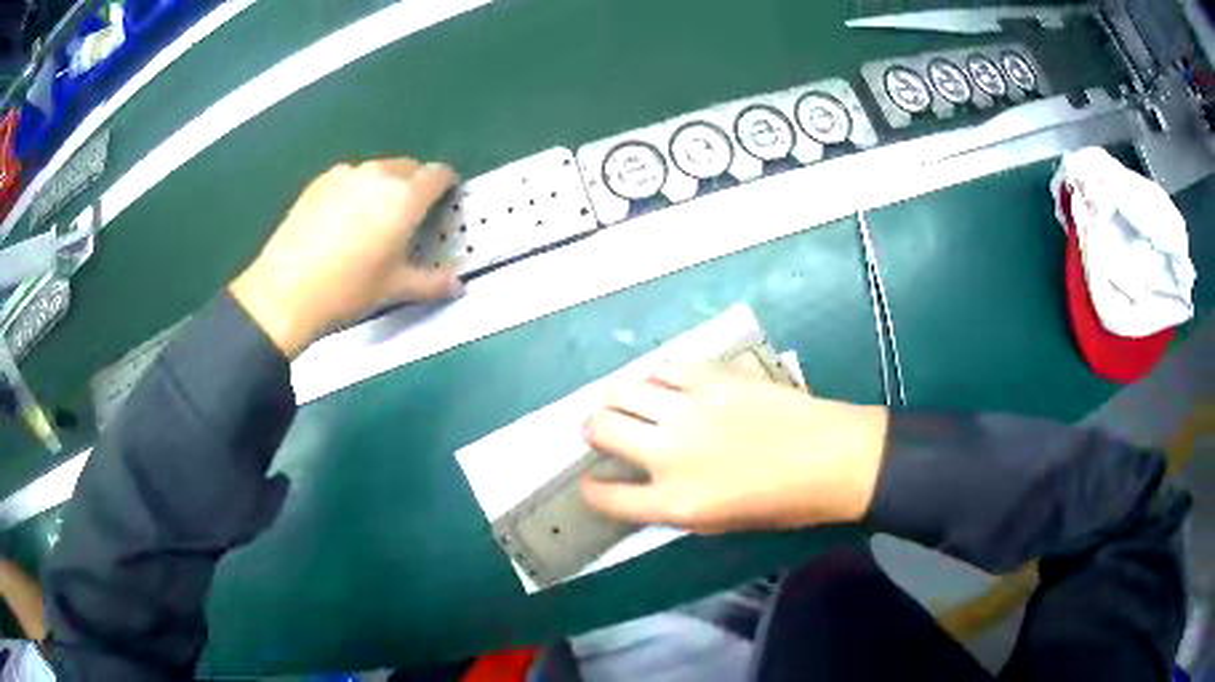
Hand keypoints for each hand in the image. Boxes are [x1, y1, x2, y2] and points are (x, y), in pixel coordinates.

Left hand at [230, 158, 462, 356]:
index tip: (444, 202)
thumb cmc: (348, 290)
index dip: (446, 185)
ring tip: (372, 218)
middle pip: (408, 167)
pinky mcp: (319, 181)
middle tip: (408, 217)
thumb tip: (458, 287)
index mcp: (405, 197)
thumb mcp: (394, 289)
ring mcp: (346, 174)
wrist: (285, 292)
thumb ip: (432, 283)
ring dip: (385, 185)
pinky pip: (350, 177)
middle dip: (415, 185)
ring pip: (377, 170)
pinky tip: (342, 219)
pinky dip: (356, 189)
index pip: (438, 174)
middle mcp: (379, 175)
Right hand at [581, 365, 888, 533]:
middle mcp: (670, 453)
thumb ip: (672, 505)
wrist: (830, 458)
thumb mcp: (719, 524)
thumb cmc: (782, 504)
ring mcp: (689, 410)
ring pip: (622, 391)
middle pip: (602, 430)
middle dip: (593, 431)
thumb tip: (644, 484)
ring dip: (614, 399)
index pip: (607, 498)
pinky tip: (661, 385)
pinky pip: (664, 369)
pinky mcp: (711, 379)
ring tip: (623, 403)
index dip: (591, 491)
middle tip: (601, 431)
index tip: (591, 485)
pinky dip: (653, 377)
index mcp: (675, 501)